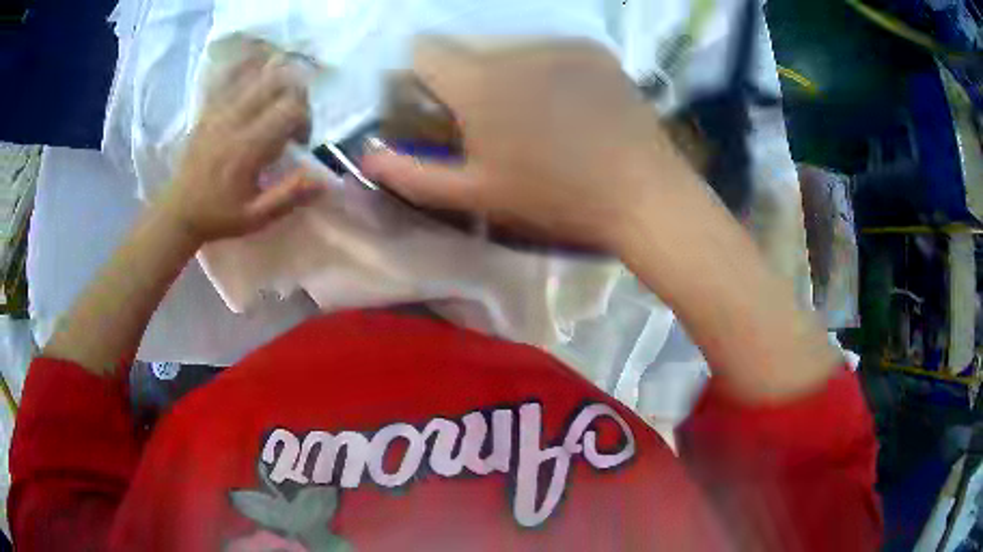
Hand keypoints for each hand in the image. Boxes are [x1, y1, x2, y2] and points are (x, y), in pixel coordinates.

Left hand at [158, 50, 322, 244]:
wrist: (178, 210)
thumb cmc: (218, 215)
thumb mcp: (256, 217)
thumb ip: (290, 197)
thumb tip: (325, 181)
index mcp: (247, 147)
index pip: (290, 108)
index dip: (305, 119)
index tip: (299, 141)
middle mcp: (234, 120)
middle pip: (278, 82)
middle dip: (295, 96)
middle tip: (291, 119)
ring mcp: (218, 110)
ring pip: (257, 74)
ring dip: (276, 80)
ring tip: (276, 99)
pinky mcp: (208, 107)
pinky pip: (230, 74)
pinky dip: (247, 66)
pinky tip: (256, 69)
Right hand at [361, 39, 699, 252]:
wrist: (642, 192)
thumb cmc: (554, 198)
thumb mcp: (477, 194)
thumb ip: (413, 173)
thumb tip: (365, 158)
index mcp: (478, 82)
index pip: (424, 51)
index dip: (422, 75)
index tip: (437, 104)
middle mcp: (514, 50)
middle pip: (470, 51)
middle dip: (469, 79)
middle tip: (495, 122)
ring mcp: (560, 46)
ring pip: (513, 51)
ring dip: (511, 75)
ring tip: (540, 118)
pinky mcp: (595, 51)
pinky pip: (555, 53)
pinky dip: (551, 72)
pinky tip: (573, 106)